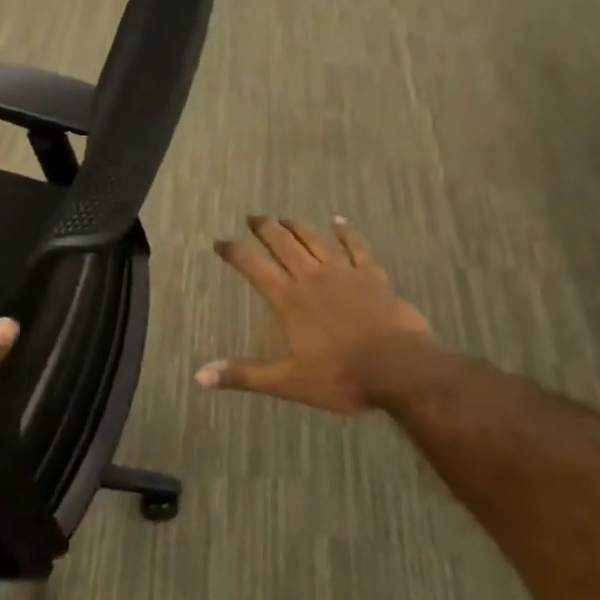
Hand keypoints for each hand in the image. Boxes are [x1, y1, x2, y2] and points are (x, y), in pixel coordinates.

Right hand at [200, 216, 435, 413]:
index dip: (234, 252)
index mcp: (289, 300)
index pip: (254, 267)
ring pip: (316, 239)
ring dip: (298, 226)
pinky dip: (347, 232)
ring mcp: (344, 272)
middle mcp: (312, 277)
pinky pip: (357, 246)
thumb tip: (200, 375)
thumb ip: (244, 375)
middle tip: (253, 218)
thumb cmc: (341, 376)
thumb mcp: (287, 382)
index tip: (220, 241)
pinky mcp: (372, 275)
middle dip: (265, 229)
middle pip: (283, 244)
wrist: (399, 368)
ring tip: (285, 218)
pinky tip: (340, 221)